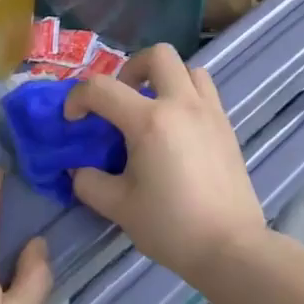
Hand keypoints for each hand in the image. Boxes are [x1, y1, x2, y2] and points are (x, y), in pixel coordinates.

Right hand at [64, 44, 265, 280]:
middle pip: (157, 55)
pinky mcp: (227, 126)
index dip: (78, 98)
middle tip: (120, 100)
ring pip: (188, 69)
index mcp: (150, 121)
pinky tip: (176, 130)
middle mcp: (182, 104)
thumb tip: (79, 169)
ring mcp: (210, 112)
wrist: (231, 247)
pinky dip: (185, 96)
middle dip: (130, 68)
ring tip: (152, 109)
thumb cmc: (172, 226)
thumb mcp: (119, 207)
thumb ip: (89, 182)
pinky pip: (205, 92)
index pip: (102, 88)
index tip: (72, 120)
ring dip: (164, 79)